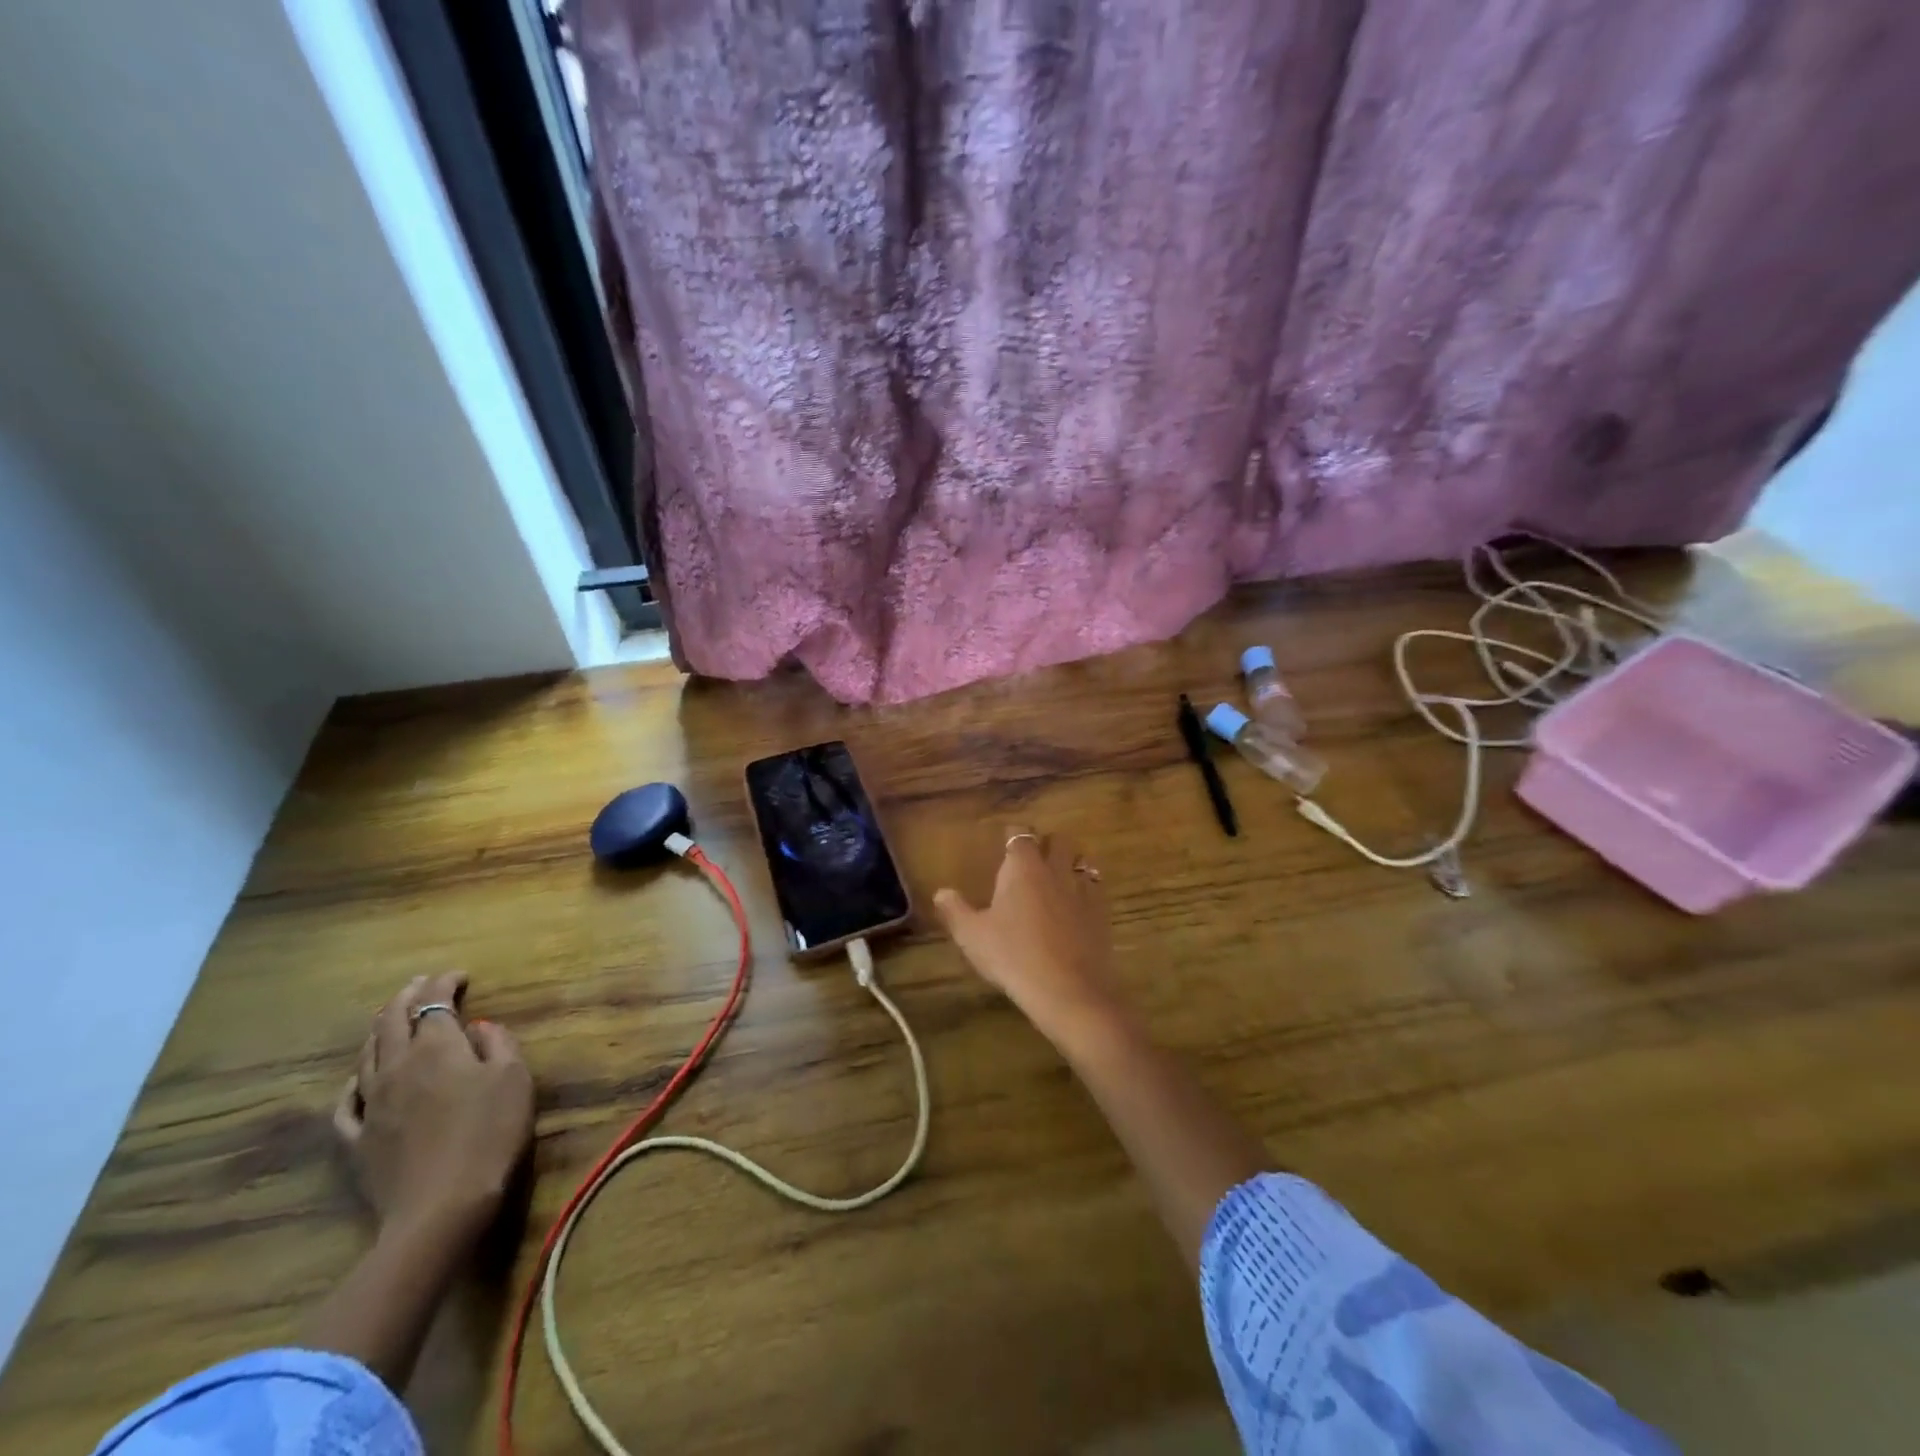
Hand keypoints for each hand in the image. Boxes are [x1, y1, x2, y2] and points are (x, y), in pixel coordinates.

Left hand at [334, 973, 534, 1247]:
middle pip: (392, 1022)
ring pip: (367, 1055)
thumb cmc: (490, 1133)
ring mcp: (372, 1105)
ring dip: (380, 1029)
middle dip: (407, 997)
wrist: (442, 1207)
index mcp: (437, 1048)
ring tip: (391, 1018)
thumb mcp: (514, 1078)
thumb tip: (478, 1027)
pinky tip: (359, 1080)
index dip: (444, 984)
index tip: (460, 976)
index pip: (434, 1003)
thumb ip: (498, 1044)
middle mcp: (398, 1067)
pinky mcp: (358, 1140)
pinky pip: (348, 1102)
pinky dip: (355, 1081)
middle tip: (422, 984)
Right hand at [933, 826, 1133, 1047]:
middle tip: (1033, 860)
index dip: (1013, 835)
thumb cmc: (1012, 955)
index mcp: (1023, 868)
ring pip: (1081, 862)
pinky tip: (1078, 908)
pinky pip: (1096, 890)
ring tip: (1058, 879)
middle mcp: (1055, 870)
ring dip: (1070, 865)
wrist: (1067, 990)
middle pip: (1058, 841)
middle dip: (1047, 844)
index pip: (1020, 835)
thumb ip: (956, 910)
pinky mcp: (1101, 914)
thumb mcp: (972, 936)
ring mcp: (1082, 891)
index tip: (1006, 841)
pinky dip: (1087, 892)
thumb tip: (941, 892)